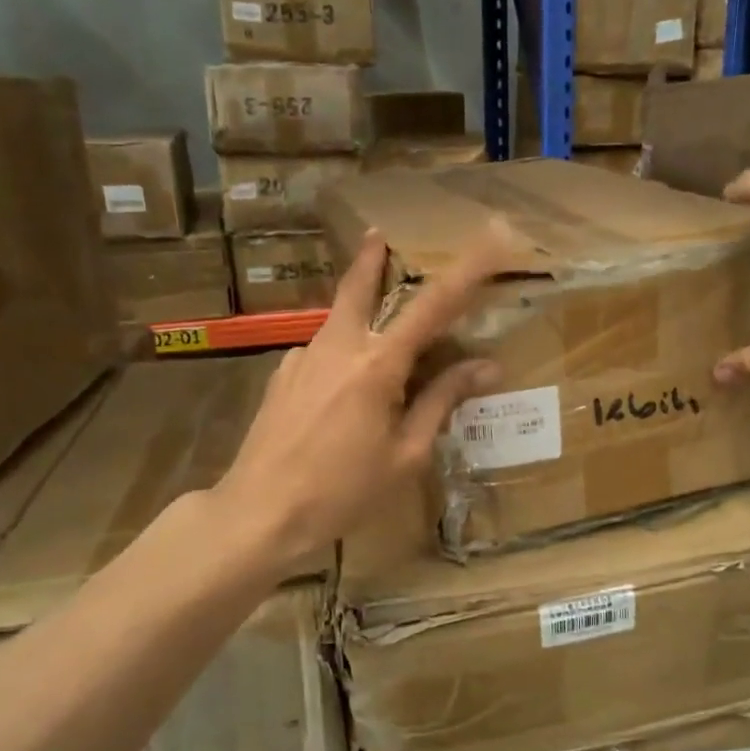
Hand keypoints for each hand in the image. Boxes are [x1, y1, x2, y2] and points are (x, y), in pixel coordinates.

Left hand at [216, 224, 513, 571]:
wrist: (259, 513)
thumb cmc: (343, 491)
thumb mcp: (406, 454)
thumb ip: (442, 401)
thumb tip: (486, 367)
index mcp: (377, 365)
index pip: (432, 306)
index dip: (466, 271)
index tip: (490, 237)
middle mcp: (337, 347)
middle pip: (358, 287)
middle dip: (372, 259)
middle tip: (380, 237)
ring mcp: (302, 358)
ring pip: (338, 321)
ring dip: (358, 312)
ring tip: (375, 336)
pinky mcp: (281, 377)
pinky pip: (319, 353)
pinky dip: (339, 356)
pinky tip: (340, 392)